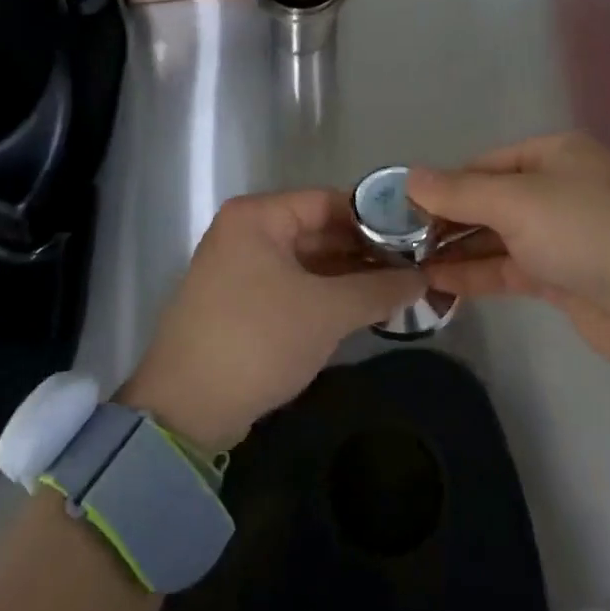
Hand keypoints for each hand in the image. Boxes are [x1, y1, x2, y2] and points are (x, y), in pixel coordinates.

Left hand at [119, 190, 423, 454]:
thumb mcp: (327, 311)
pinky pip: (293, 284)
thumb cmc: (258, 340)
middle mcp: (246, 231)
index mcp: (258, 216)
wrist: (186, 409)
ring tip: (400, 287)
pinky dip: (326, 293)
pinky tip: (363, 307)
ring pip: (307, 260)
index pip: (328, 201)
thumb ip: (378, 288)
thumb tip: (423, 278)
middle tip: (415, 266)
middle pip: (318, 229)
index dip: (375, 218)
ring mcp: (240, 266)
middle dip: (365, 250)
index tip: (416, 237)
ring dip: (349, 275)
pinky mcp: (241, 301)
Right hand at [409, 133, 609, 366]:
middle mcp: (556, 188)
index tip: (401, 207)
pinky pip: (507, 268)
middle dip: (445, 218)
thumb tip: (408, 176)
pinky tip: (436, 281)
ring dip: (455, 248)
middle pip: (488, 199)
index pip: (484, 164)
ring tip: (406, 262)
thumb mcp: (516, 201)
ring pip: (495, 236)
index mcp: (553, 154)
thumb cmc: (586, 229)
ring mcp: (559, 234)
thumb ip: (459, 192)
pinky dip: (475, 273)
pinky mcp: (560, 276)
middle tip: (397, 240)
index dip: (443, 184)